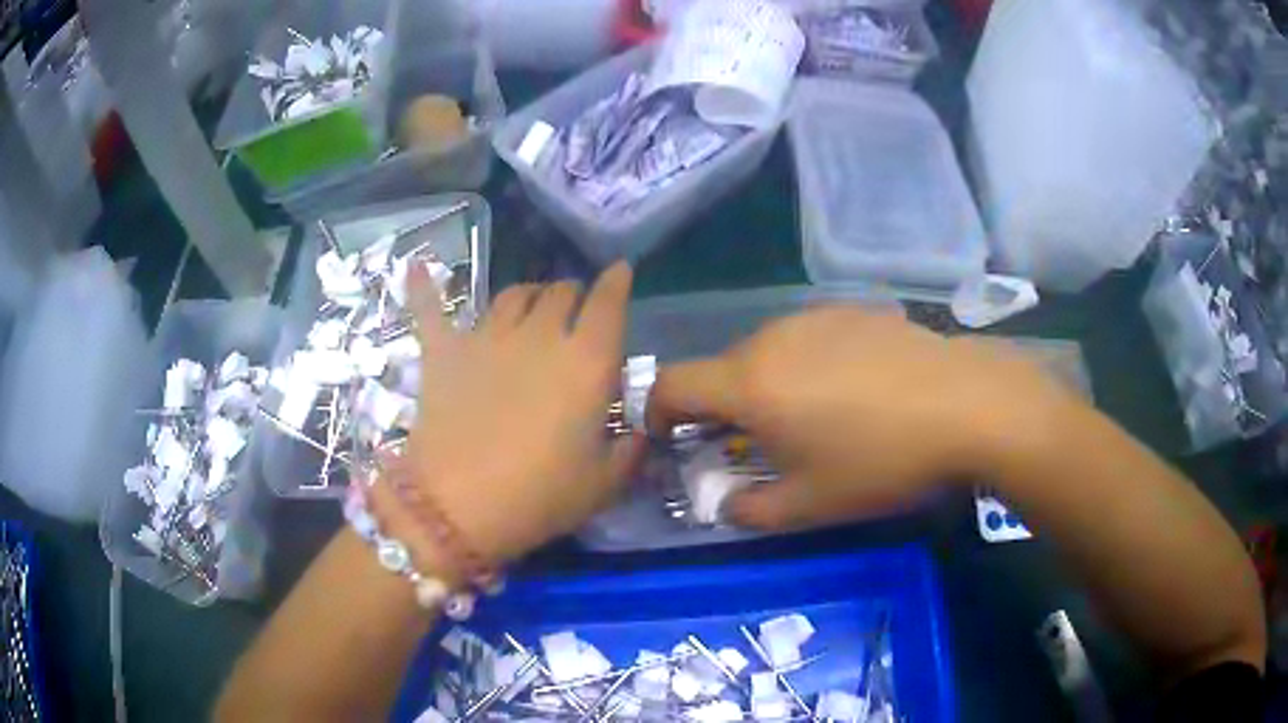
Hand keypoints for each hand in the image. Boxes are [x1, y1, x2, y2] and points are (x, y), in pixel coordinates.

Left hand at [392, 263, 644, 566]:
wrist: (456, 507)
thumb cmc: (537, 498)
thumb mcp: (602, 485)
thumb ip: (628, 452)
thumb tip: (637, 435)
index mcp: (586, 362)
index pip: (608, 304)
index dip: (617, 282)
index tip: (620, 272)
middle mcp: (539, 336)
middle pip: (560, 292)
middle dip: (573, 295)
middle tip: (574, 312)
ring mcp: (486, 337)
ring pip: (513, 294)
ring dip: (529, 294)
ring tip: (531, 305)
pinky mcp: (443, 351)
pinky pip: (431, 308)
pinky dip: (424, 286)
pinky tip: (416, 265)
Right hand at [647, 308, 1074, 530]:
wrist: (964, 404)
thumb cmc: (880, 460)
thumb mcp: (809, 505)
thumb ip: (749, 511)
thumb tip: (723, 504)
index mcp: (750, 382)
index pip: (671, 384)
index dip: (656, 412)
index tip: (672, 439)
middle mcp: (772, 337)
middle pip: (722, 369)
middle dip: (721, 408)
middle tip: (756, 445)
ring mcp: (815, 317)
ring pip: (766, 352)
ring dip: (768, 386)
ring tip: (813, 418)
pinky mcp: (853, 310)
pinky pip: (809, 338)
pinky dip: (808, 365)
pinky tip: (854, 391)